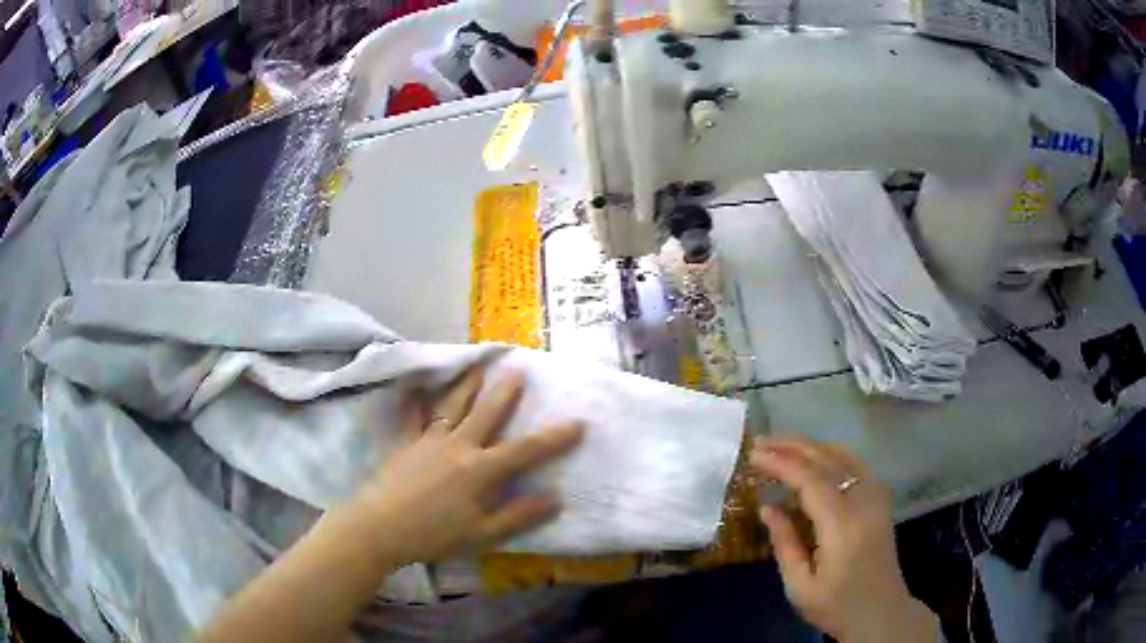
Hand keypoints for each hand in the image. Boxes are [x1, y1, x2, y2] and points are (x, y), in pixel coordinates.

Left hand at [347, 365, 582, 568]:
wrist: (379, 527)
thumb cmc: (433, 535)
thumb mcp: (482, 535)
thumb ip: (517, 515)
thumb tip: (555, 498)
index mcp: (479, 470)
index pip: (525, 450)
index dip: (554, 438)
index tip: (578, 423)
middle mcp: (457, 446)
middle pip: (486, 413)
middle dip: (505, 392)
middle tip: (518, 368)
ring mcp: (428, 440)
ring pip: (451, 405)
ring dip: (466, 384)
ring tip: (477, 365)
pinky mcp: (405, 442)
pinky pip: (412, 415)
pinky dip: (414, 399)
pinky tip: (415, 386)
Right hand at [750, 436, 938, 642]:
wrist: (881, 612)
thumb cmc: (836, 606)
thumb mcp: (800, 585)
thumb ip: (784, 543)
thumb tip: (767, 508)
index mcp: (842, 525)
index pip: (810, 480)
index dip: (781, 464)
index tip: (753, 455)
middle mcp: (863, 501)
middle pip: (828, 459)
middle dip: (793, 446)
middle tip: (761, 443)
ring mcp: (876, 497)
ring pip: (844, 455)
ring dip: (812, 446)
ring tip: (783, 446)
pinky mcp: (880, 500)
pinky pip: (855, 465)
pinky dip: (831, 454)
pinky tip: (815, 459)